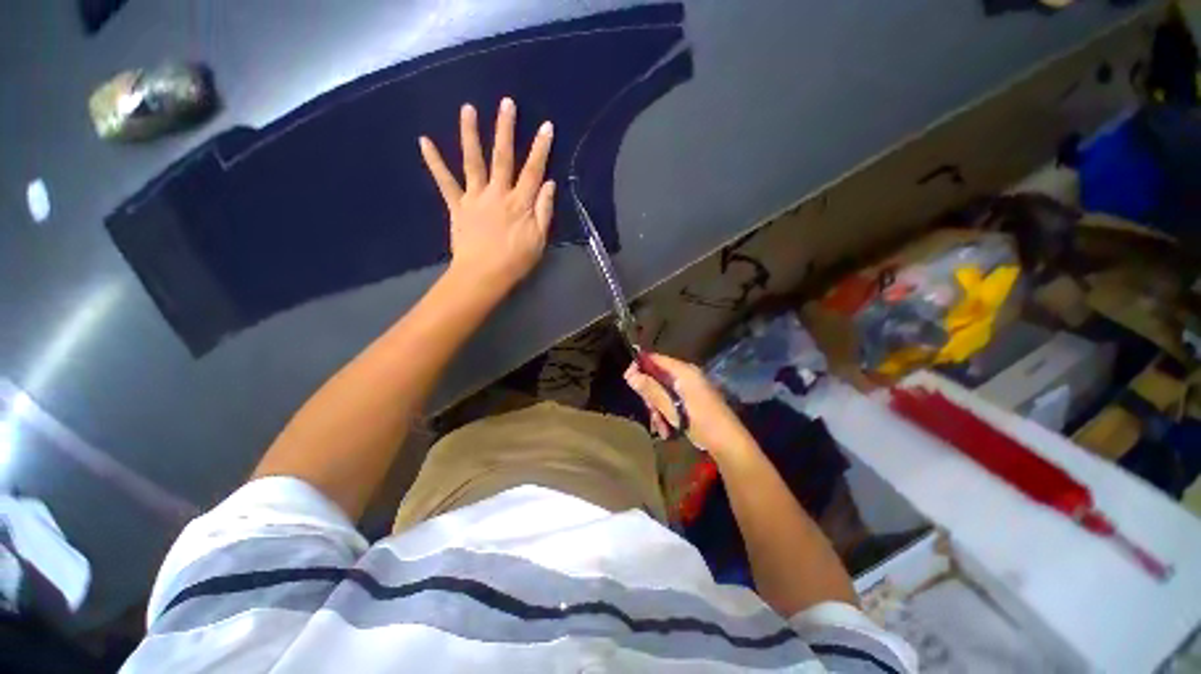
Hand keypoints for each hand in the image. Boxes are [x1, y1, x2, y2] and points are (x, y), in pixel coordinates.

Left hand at [419, 98, 555, 291]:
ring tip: (467, 108)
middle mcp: (498, 194)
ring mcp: (475, 198)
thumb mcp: (539, 240)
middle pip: (503, 158)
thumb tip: (549, 184)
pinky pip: (445, 182)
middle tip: (506, 103)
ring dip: (470, 134)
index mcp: (520, 203)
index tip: (546, 126)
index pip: (533, 171)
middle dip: (506, 129)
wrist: (483, 276)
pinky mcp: (457, 206)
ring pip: (473, 162)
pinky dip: (434, 162)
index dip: (541, 149)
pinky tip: (424, 141)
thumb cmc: (515, 261)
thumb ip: (544, 211)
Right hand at [624, 353, 757, 457]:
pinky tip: (668, 429)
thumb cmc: (699, 422)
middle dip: (651, 396)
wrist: (728, 443)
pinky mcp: (695, 399)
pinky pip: (674, 400)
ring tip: (661, 427)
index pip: (656, 359)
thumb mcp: (670, 407)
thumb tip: (630, 374)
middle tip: (650, 413)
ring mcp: (692, 387)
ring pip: (665, 392)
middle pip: (659, 377)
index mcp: (684, 371)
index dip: (640, 366)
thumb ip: (650, 389)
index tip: (628, 379)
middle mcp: (688, 375)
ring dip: (659, 409)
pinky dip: (669, 413)